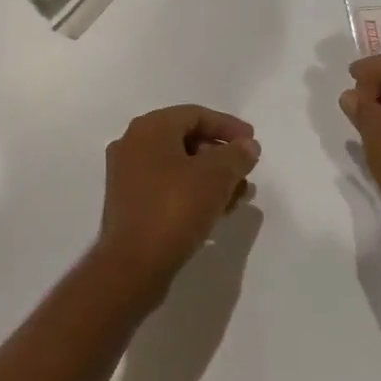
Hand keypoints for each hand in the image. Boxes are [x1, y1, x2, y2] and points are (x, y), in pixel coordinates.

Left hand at [97, 105, 260, 292]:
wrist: (133, 265)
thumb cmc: (175, 209)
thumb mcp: (215, 177)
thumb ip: (236, 155)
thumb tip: (247, 145)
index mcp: (149, 128)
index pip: (195, 114)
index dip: (228, 126)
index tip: (253, 143)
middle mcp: (133, 144)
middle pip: (186, 139)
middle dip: (221, 155)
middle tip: (246, 172)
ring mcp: (127, 174)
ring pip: (178, 165)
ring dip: (210, 176)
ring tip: (238, 195)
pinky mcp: (129, 202)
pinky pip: (167, 186)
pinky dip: (192, 191)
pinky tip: (216, 210)